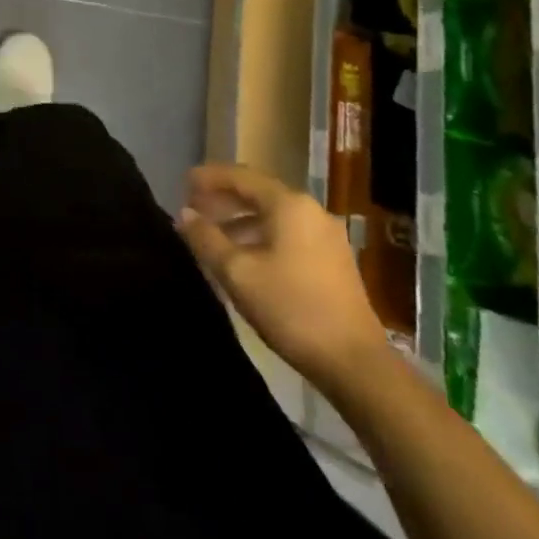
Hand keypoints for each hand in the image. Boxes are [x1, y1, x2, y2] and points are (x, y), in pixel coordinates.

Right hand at [176, 164, 389, 389]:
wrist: (354, 362)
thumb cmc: (291, 308)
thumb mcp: (237, 272)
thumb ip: (206, 238)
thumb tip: (185, 214)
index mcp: (289, 205)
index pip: (241, 176)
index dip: (210, 178)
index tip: (183, 183)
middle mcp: (311, 211)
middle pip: (258, 193)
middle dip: (223, 198)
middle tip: (193, 208)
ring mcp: (326, 236)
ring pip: (273, 215)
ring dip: (240, 219)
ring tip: (212, 235)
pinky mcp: (332, 260)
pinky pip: (287, 233)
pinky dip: (260, 235)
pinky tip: (243, 257)